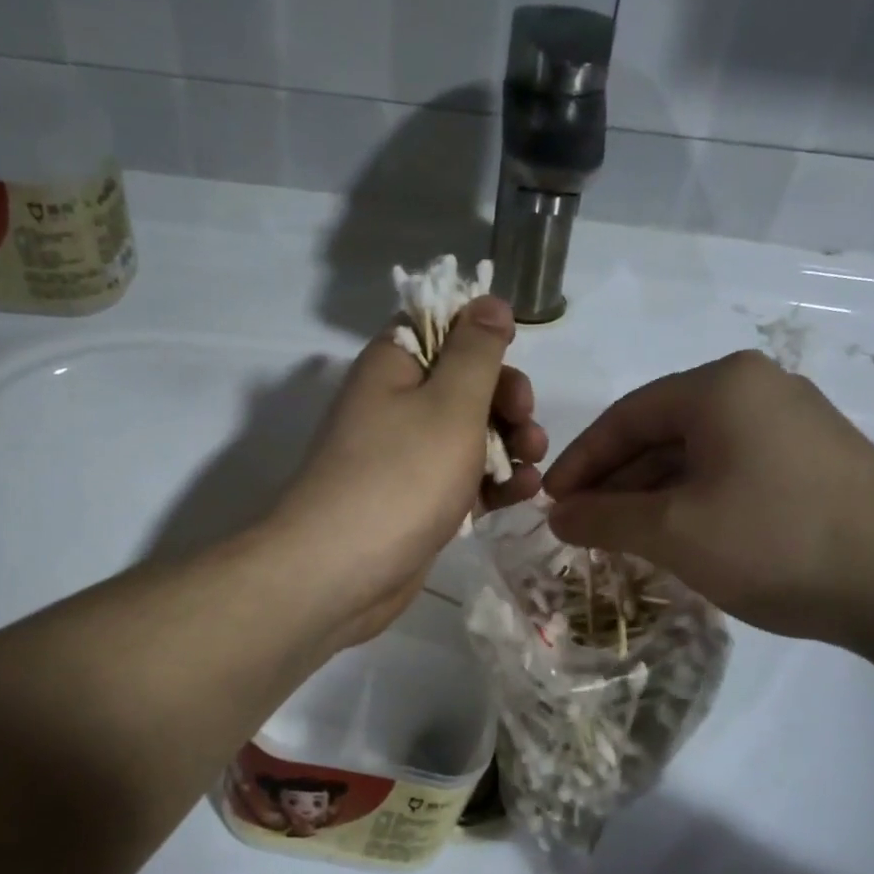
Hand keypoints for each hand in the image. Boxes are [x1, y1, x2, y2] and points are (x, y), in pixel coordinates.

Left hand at [271, 296, 546, 650]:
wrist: (341, 572)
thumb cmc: (401, 476)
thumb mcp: (450, 403)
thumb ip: (477, 350)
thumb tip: (488, 301)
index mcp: (393, 366)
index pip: (439, 326)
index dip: (481, 336)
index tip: (513, 357)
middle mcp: (395, 404)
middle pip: (464, 383)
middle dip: (505, 399)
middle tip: (525, 422)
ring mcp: (405, 456)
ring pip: (469, 434)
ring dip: (508, 444)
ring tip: (532, 465)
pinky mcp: (418, 500)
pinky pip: (462, 478)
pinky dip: (492, 482)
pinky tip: (522, 494)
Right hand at [543, 351, 873, 647]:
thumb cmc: (777, 542)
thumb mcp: (674, 533)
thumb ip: (604, 518)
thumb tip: (558, 515)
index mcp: (720, 386)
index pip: (625, 417)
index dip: (580, 462)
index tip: (550, 502)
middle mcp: (757, 387)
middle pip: (661, 431)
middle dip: (616, 481)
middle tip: (582, 525)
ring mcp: (794, 420)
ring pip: (697, 452)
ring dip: (654, 493)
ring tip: (623, 537)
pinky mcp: (816, 457)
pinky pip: (732, 467)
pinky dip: (695, 498)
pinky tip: (679, 534)